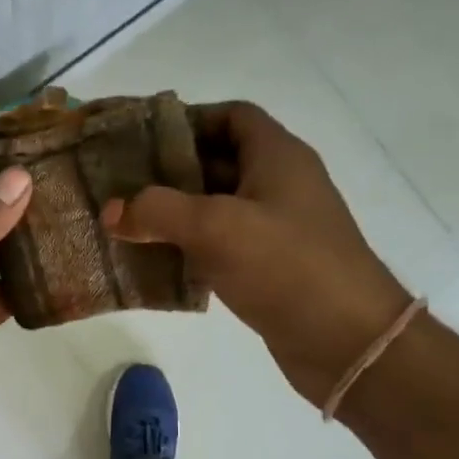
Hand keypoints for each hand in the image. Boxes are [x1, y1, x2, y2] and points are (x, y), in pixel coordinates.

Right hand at [103, 102, 410, 403]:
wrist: (347, 341)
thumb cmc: (286, 265)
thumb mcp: (216, 228)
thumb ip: (157, 211)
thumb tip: (111, 211)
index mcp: (278, 157)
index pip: (233, 116)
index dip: (190, 119)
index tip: (144, 139)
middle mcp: (280, 185)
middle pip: (220, 161)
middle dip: (171, 170)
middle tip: (123, 183)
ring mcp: (278, 229)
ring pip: (217, 207)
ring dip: (176, 213)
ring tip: (128, 222)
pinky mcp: (271, 268)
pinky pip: (222, 246)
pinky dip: (190, 248)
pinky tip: (156, 261)